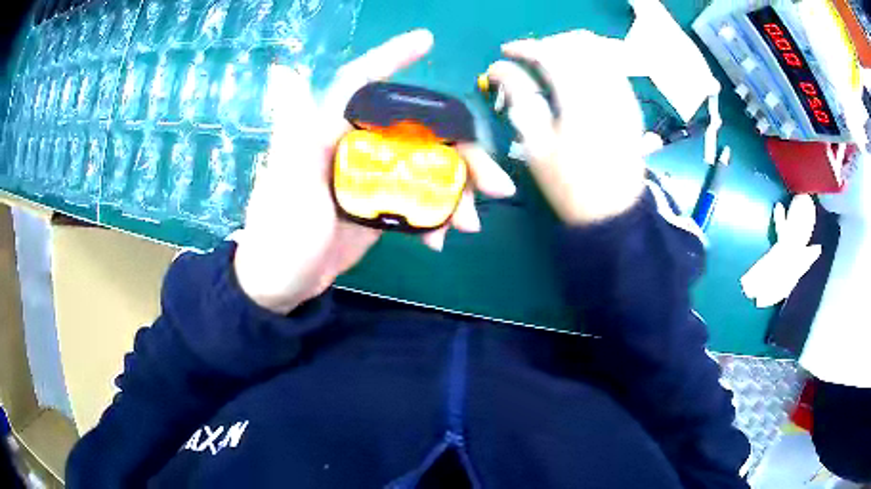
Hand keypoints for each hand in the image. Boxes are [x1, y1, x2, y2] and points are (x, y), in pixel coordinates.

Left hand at [233, 30, 515, 314]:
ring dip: (458, 192)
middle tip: (497, 184)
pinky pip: (418, 200)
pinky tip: (441, 239)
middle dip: (462, 153)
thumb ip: (294, 132)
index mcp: (329, 132)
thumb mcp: (287, 184)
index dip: (391, 59)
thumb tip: (283, 71)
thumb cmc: (279, 235)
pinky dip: (436, 216)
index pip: (361, 83)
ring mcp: (370, 177)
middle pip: (418, 132)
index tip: (426, 42)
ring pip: (426, 168)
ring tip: (471, 224)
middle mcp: (354, 146)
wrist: (281, 286)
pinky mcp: (378, 206)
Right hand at [486, 30, 646, 224]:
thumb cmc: (570, 184)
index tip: (505, 52)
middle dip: (548, 44)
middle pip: (577, 43)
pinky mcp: (632, 103)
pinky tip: (577, 75)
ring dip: (570, 48)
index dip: (524, 47)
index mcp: (580, 101)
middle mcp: (607, 89)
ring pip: (598, 50)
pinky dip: (591, 60)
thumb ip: (519, 98)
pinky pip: (612, 66)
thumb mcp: (536, 145)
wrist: (614, 212)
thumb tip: (498, 67)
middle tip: (529, 59)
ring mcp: (624, 95)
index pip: (551, 53)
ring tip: (551, 64)